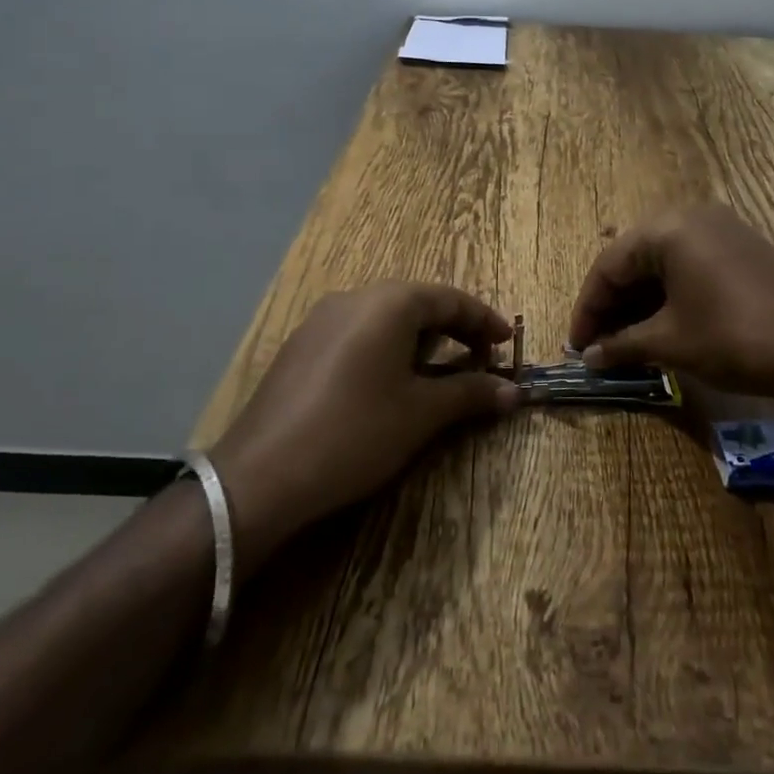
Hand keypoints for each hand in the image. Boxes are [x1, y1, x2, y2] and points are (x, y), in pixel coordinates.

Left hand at [211, 283, 517, 573]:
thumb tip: (512, 392)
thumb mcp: (421, 414)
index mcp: (389, 302)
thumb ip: (469, 394)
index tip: (508, 343)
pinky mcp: (300, 345)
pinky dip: (386, 348)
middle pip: (417, 303)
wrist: (261, 476)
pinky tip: (388, 382)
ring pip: (385, 317)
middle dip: (453, 329)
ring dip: (419, 339)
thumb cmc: (355, 433)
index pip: (450, 299)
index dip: (484, 320)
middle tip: (479, 360)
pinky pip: (357, 333)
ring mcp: (321, 319)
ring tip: (438, 373)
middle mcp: (354, 297)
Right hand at [568, 204, 773, 403]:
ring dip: (640, 301)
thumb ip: (624, 345)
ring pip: (662, 263)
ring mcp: (721, 229)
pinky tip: (662, 325)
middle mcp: (691, 216)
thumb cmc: (739, 338)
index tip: (576, 346)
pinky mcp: (742, 248)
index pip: (609, 265)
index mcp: (668, 228)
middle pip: (634, 259)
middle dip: (613, 304)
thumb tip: (589, 357)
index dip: (588, 308)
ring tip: (626, 341)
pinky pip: (689, 266)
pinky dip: (669, 295)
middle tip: (599, 346)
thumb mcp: (673, 343)